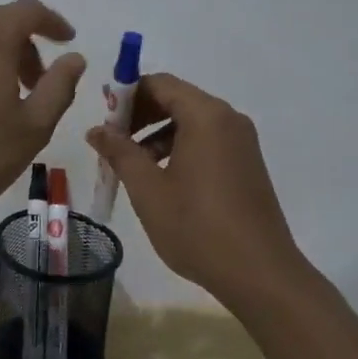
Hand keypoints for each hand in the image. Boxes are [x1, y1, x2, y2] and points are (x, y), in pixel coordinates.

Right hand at [86, 73, 304, 300]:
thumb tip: (97, 130)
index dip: (127, 94)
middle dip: (140, 114)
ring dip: (156, 132)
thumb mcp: (148, 189)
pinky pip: (206, 140)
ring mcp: (241, 142)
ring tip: (131, 164)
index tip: (103, 117)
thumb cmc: (198, 227)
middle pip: (176, 98)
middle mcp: (228, 119)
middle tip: (112, 140)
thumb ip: (120, 152)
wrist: (260, 274)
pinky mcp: (246, 163)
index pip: (160, 84)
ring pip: (190, 121)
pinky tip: (161, 177)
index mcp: (206, 116)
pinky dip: (178, 147)